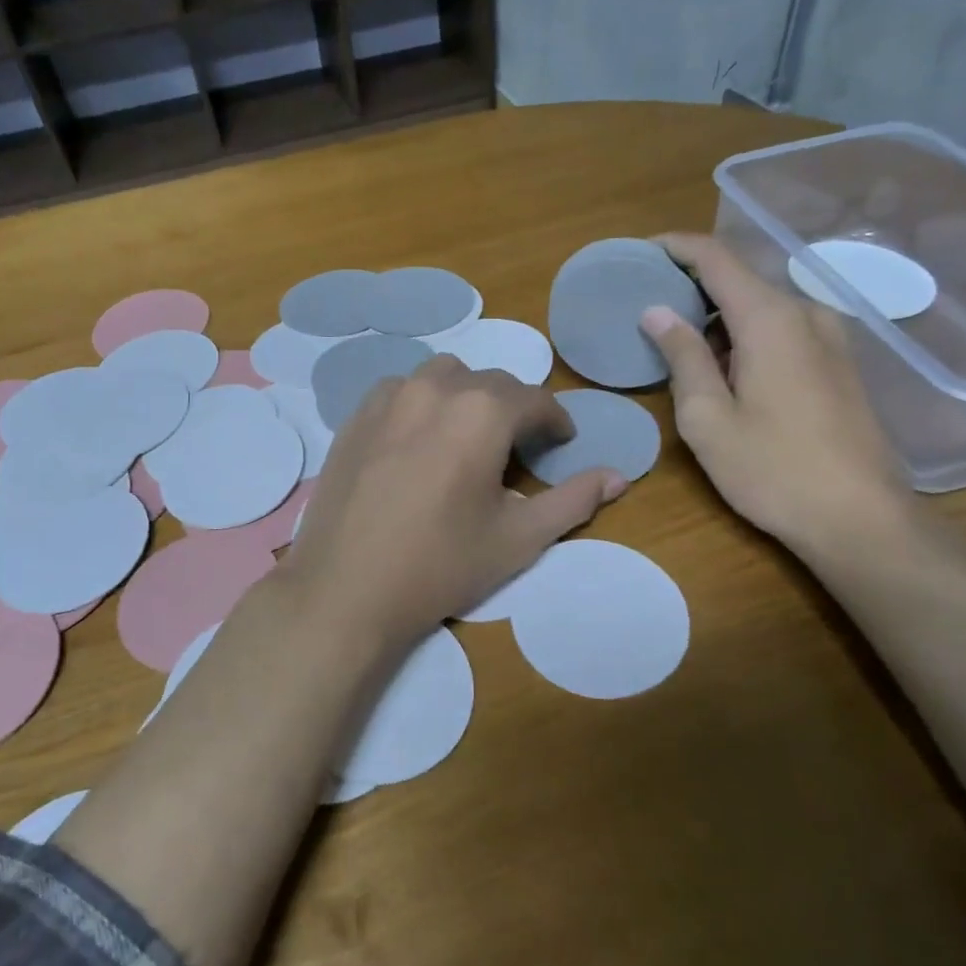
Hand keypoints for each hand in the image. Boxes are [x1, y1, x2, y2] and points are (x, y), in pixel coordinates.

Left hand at [279, 357, 626, 654]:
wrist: (346, 589)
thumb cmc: (441, 565)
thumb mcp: (519, 538)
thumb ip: (574, 500)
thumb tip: (619, 476)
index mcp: (483, 411)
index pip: (535, 399)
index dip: (555, 421)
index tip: (560, 443)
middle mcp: (435, 388)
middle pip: (490, 382)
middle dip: (513, 408)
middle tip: (517, 448)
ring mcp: (388, 398)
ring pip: (442, 377)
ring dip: (465, 397)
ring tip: (467, 437)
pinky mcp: (355, 416)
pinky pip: (399, 391)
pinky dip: (421, 403)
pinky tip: (418, 440)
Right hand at [640, 233, 911, 558]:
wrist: (859, 517)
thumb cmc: (772, 469)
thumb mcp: (707, 418)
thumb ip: (682, 357)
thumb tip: (656, 311)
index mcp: (770, 319)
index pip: (716, 258)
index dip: (675, 247)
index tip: (640, 252)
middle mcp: (805, 313)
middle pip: (740, 281)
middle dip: (691, 288)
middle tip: (648, 311)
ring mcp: (830, 337)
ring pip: (761, 308)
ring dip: (718, 319)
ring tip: (679, 349)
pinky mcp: (839, 363)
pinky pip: (782, 330)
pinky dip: (745, 336)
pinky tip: (725, 373)